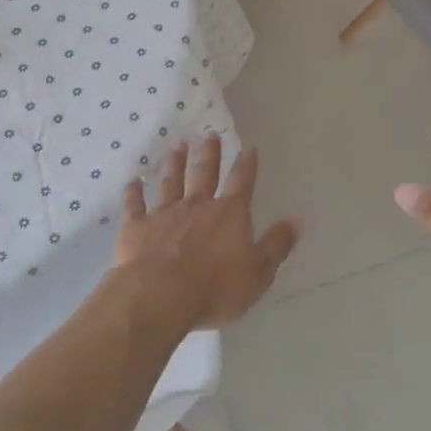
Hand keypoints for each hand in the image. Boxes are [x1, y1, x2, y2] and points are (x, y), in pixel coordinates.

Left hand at [113, 135, 300, 328]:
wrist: (160, 295)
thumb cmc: (215, 288)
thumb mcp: (258, 272)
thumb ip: (276, 245)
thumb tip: (298, 219)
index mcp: (229, 214)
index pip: (242, 182)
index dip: (247, 164)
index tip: (248, 146)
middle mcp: (197, 205)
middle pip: (204, 173)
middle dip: (208, 153)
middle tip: (208, 134)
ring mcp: (165, 213)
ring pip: (171, 182)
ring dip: (174, 164)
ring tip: (176, 147)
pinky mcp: (137, 226)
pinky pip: (135, 204)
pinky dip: (134, 192)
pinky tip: (133, 181)